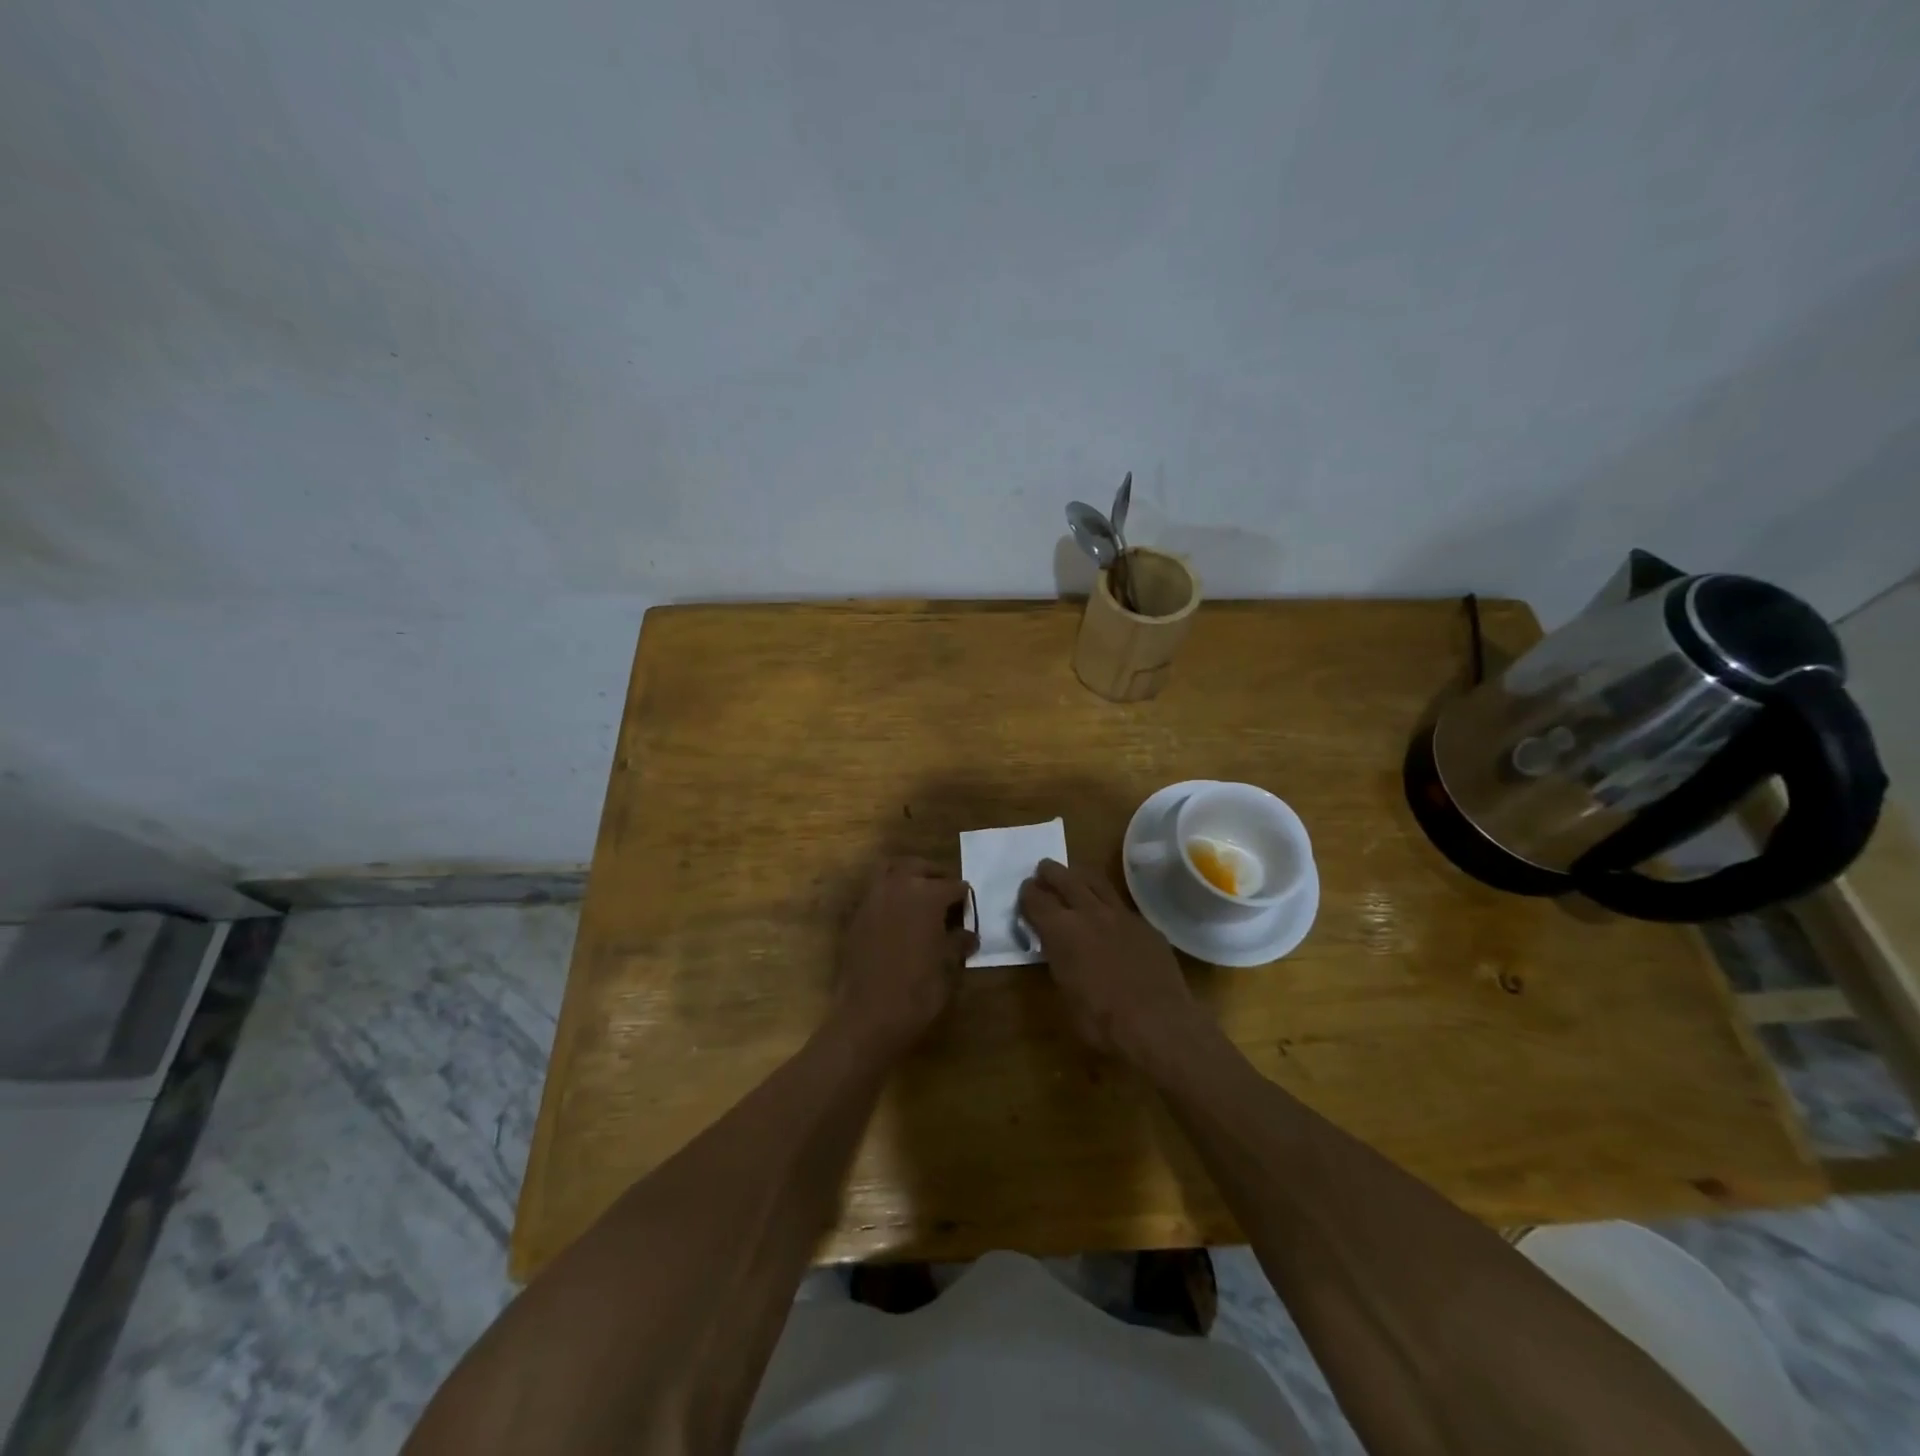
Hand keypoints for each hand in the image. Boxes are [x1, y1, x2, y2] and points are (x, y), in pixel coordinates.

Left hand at [833, 857, 975, 1058]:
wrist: (868, 1016)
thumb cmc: (918, 990)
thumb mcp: (948, 967)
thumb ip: (958, 942)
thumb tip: (967, 934)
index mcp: (927, 895)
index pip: (954, 886)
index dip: (964, 900)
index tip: (967, 913)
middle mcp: (898, 887)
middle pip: (920, 867)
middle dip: (935, 877)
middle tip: (946, 896)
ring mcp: (873, 898)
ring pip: (892, 871)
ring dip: (908, 877)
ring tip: (919, 898)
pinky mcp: (856, 915)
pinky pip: (875, 892)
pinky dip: (889, 894)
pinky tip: (898, 918)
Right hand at [1018, 859, 1211, 1067]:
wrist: (1158, 1023)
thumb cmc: (1102, 1020)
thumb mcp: (1064, 995)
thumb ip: (1057, 961)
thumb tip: (1056, 948)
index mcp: (1061, 930)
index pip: (1036, 900)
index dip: (1027, 894)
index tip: (1025, 892)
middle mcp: (1089, 912)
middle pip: (1065, 879)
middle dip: (1050, 872)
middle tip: (1043, 869)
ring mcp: (1121, 915)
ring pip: (1096, 881)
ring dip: (1079, 876)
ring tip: (1074, 876)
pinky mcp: (1145, 925)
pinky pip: (1121, 904)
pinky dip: (1107, 902)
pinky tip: (1109, 913)